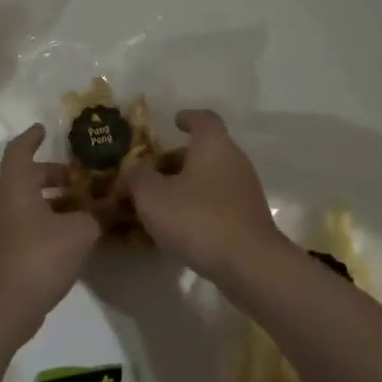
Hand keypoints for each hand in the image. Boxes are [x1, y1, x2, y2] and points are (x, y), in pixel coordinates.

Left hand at [0, 125, 97, 339]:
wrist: (2, 308)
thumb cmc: (38, 257)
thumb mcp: (79, 232)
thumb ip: (96, 215)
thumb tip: (109, 205)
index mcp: (17, 185)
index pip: (20, 150)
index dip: (33, 137)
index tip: (45, 129)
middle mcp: (6, 201)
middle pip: (28, 177)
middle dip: (54, 173)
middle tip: (80, 176)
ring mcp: (4, 229)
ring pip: (30, 203)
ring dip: (55, 200)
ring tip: (86, 206)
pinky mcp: (9, 252)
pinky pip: (31, 225)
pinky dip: (51, 222)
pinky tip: (75, 235)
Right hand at [122, 109, 288, 282]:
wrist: (249, 264)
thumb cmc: (198, 219)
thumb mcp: (153, 197)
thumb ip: (137, 177)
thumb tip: (132, 170)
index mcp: (214, 145)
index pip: (203, 119)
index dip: (187, 117)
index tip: (173, 122)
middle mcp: (234, 160)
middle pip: (204, 151)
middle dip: (176, 160)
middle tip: (151, 174)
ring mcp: (245, 190)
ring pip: (211, 177)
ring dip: (186, 185)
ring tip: (160, 204)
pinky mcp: (249, 217)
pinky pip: (219, 201)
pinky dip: (199, 206)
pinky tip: (180, 227)